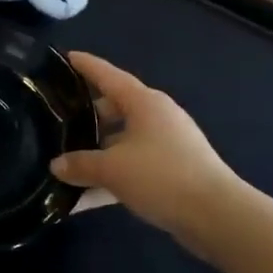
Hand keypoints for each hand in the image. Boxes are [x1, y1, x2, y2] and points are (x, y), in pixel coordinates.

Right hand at [52, 52, 241, 251]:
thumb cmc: (161, 176)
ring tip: (66, 160)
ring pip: (123, 140)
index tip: (67, 57)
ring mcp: (167, 144)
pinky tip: (87, 197)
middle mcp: (157, 117)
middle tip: (58, 119)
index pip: (109, 76)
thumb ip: (80, 164)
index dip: (87, 66)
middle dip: (88, 115)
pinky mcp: (173, 171)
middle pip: (115, 108)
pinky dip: (112, 176)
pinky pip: (133, 166)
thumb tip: (56, 165)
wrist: (216, 215)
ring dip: (98, 151)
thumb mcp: (112, 169)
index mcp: (144, 103)